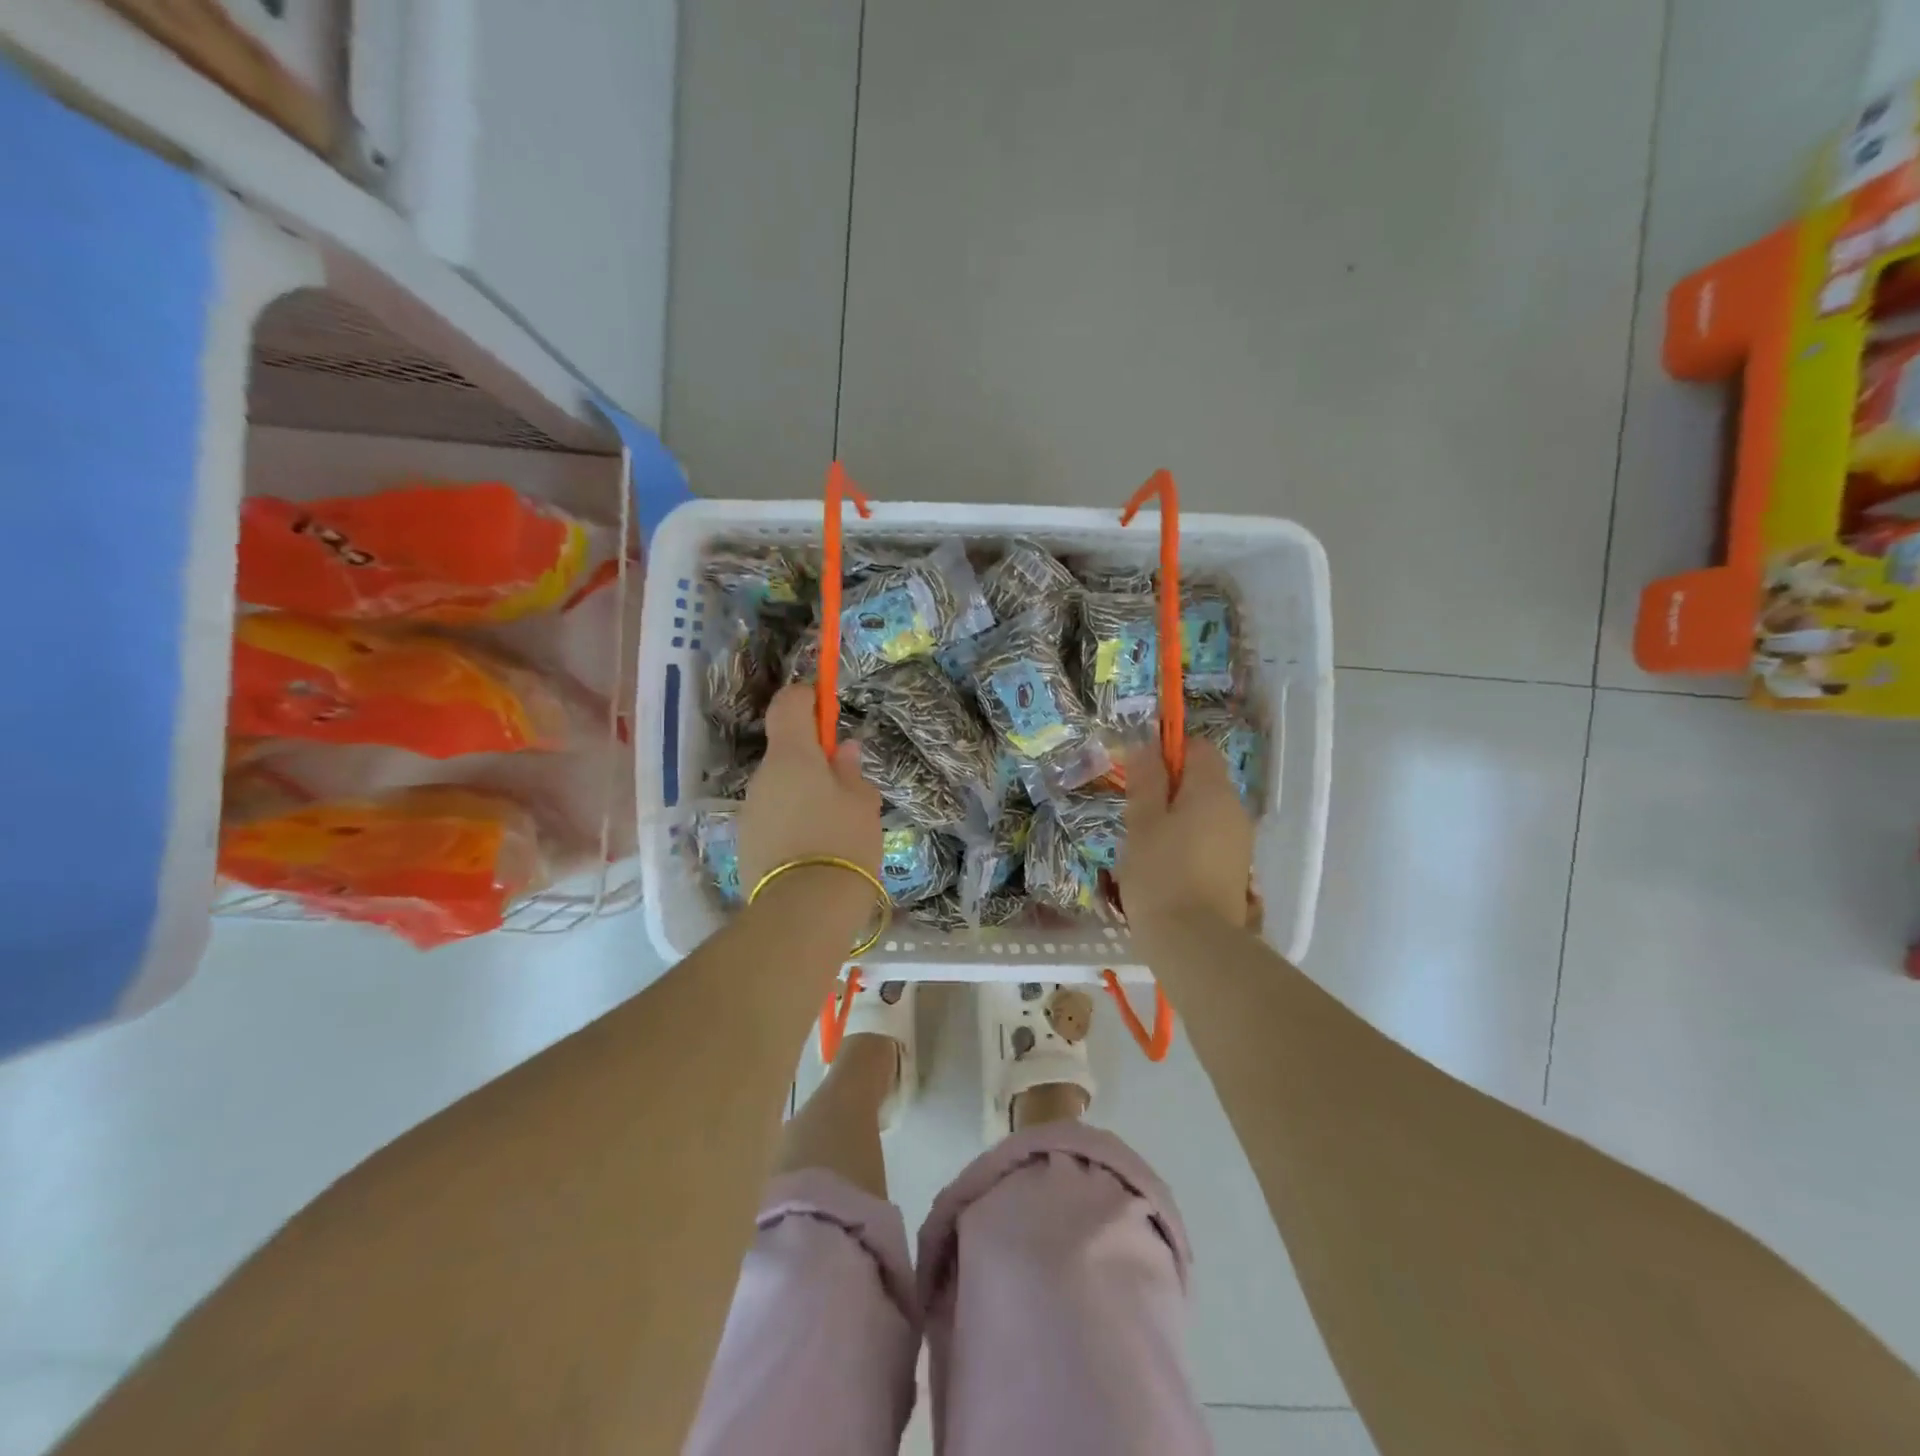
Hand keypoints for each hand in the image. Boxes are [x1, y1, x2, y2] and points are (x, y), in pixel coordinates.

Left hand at [737, 684, 883, 896]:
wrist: (803, 911)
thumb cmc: (843, 843)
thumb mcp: (863, 804)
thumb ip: (851, 772)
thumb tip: (843, 751)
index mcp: (792, 757)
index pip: (788, 705)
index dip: (806, 698)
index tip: (826, 706)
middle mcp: (763, 777)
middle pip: (785, 752)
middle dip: (813, 759)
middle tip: (846, 783)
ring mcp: (750, 811)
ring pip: (780, 788)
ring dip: (803, 793)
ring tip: (835, 825)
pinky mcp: (746, 843)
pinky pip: (773, 818)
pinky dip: (792, 821)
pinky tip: (815, 849)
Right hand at [1119, 737, 1254, 932]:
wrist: (1194, 943)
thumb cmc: (1161, 874)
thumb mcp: (1142, 822)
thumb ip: (1146, 781)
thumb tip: (1147, 745)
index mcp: (1213, 791)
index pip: (1199, 747)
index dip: (1170, 752)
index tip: (1141, 775)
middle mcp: (1235, 810)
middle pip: (1204, 781)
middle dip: (1171, 789)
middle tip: (1137, 814)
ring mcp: (1240, 842)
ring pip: (1206, 813)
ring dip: (1178, 818)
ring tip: (1147, 845)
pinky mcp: (1237, 870)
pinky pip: (1210, 840)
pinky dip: (1189, 843)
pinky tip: (1165, 868)